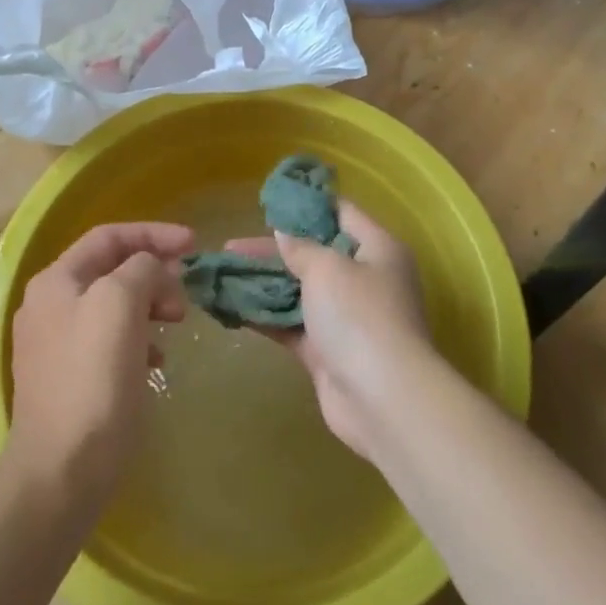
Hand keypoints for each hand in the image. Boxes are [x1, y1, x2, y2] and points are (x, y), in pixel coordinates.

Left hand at [5, 222, 192, 505]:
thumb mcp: (121, 304)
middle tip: (186, 292)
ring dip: (150, 304)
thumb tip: (153, 270)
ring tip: (176, 322)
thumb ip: (141, 269)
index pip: (110, 236)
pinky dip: (139, 338)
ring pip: (114, 305)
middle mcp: (50, 305)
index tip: (194, 244)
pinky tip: (157, 360)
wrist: (61, 471)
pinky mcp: (69, 378)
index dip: (154, 233)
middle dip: (154, 272)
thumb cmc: (93, 379)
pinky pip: (111, 340)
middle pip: (112, 269)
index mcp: (56, 281)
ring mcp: (56, 344)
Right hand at [228, 201, 433, 460]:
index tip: (269, 204)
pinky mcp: (328, 352)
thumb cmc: (359, 316)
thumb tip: (284, 233)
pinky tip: (231, 308)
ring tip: (223, 275)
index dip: (306, 206)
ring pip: (300, 291)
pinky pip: (292, 326)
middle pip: (315, 254)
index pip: (342, 214)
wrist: (382, 399)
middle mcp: (366, 279)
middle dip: (273, 250)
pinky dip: (266, 316)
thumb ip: (301, 247)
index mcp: (378, 249)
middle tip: (231, 246)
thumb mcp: (327, 268)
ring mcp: (347, 318)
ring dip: (264, 284)